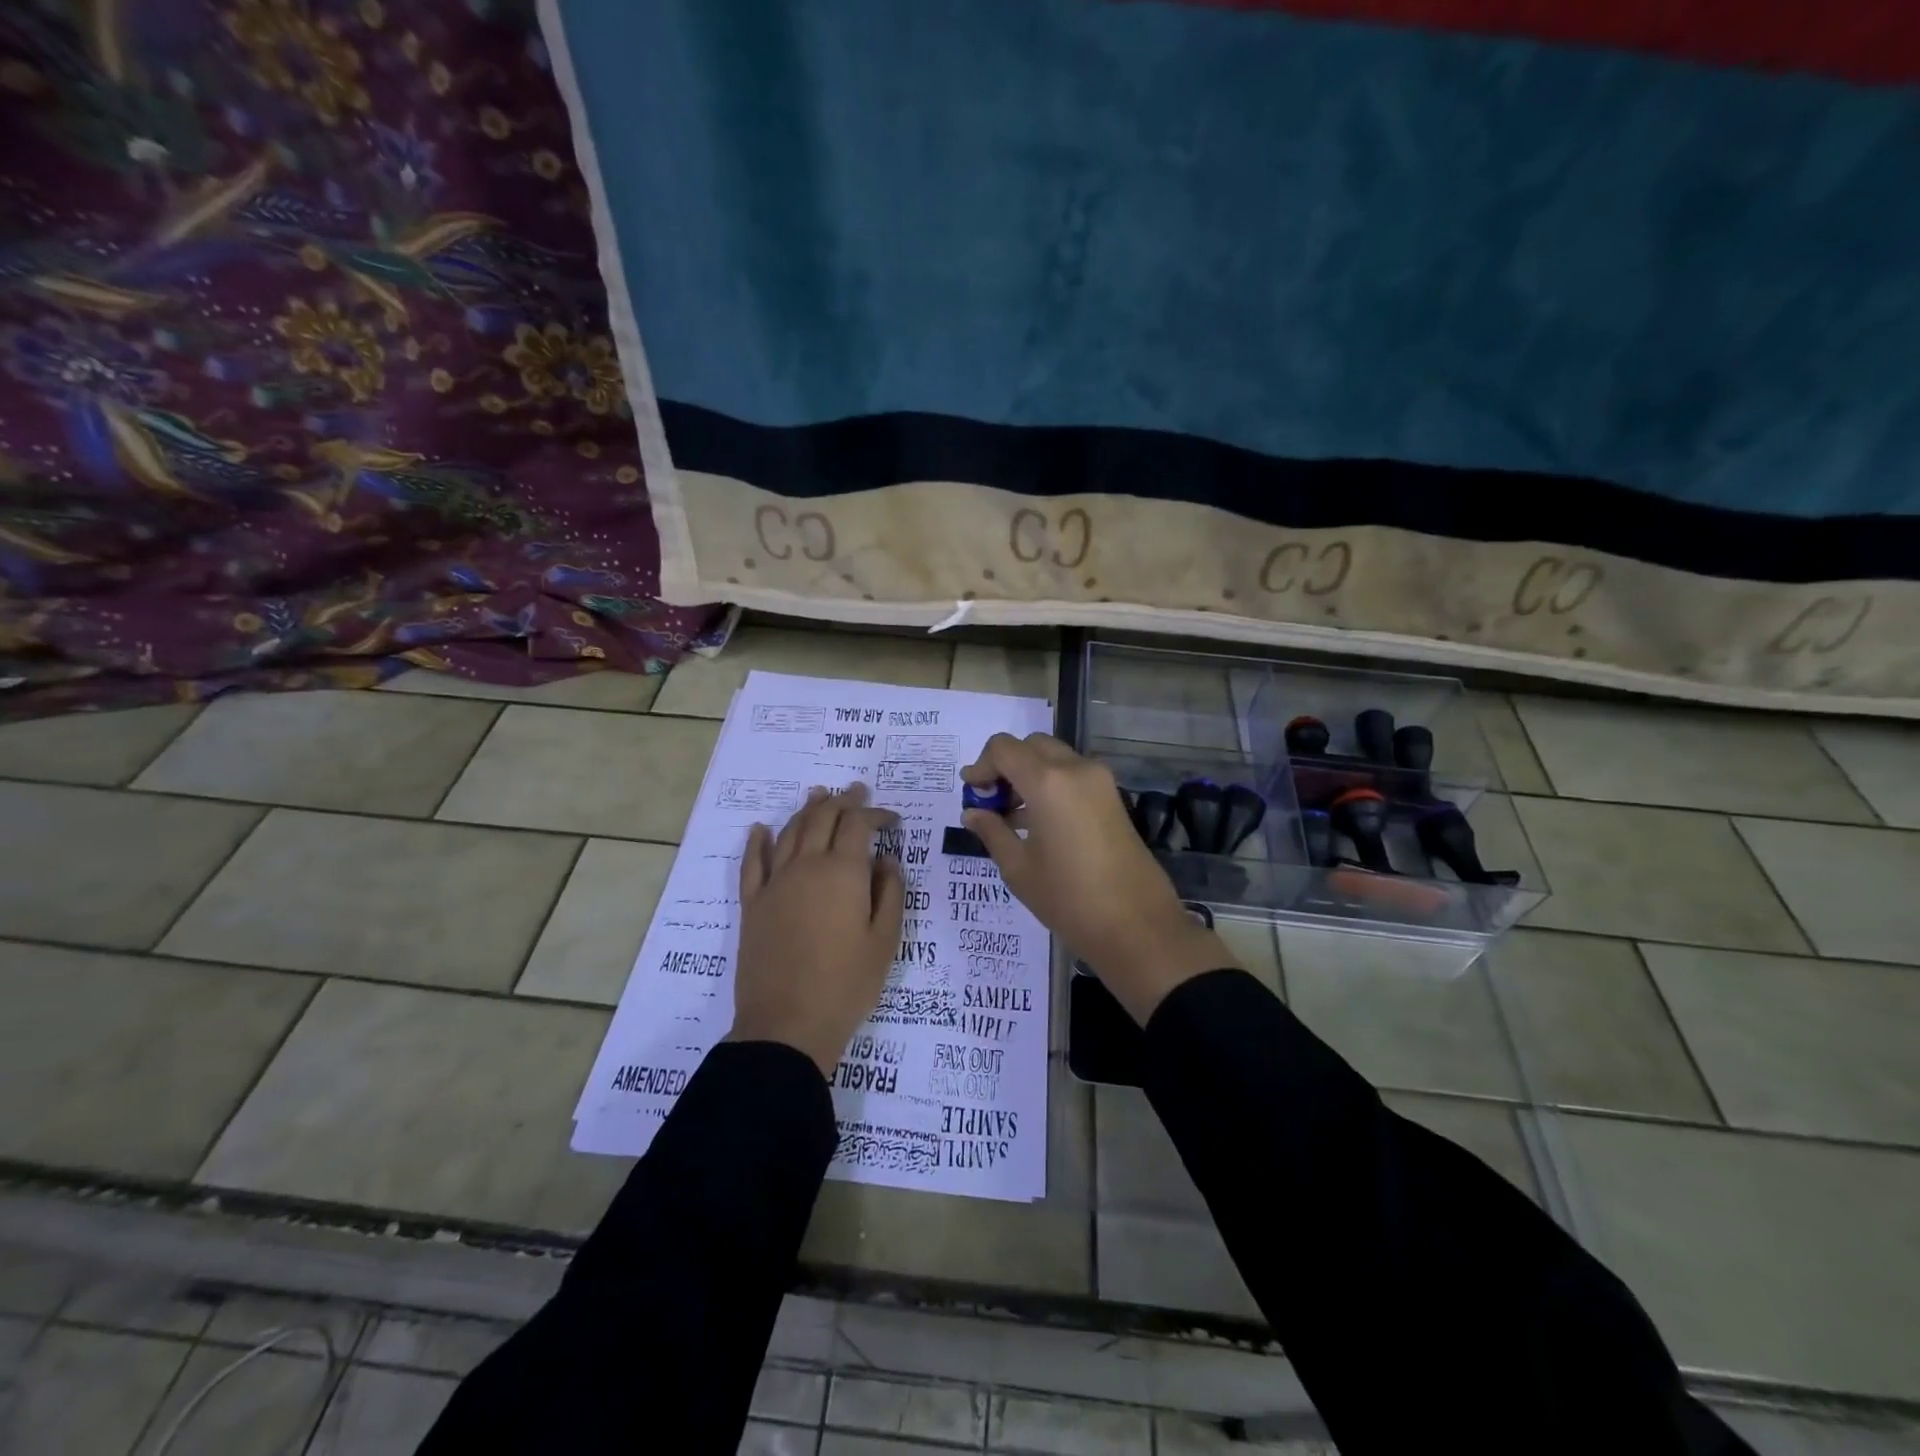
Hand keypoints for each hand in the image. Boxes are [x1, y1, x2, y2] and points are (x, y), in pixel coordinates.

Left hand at [728, 783, 905, 1076]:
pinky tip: (760, 830)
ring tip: (818, 796)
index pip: (859, 825)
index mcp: (843, 872)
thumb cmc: (847, 985)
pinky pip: (752, 863)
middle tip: (856, 791)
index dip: (876, 815)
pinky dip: (757, 842)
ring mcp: (774, 883)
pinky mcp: (752, 904)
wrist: (787, 1024)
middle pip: (822, 819)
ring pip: (790, 832)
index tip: (892, 820)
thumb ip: (890, 893)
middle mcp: (806, 866)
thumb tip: (886, 862)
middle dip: (843, 801)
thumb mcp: (885, 941)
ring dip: (806, 810)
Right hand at [961, 733, 1232, 1022]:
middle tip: (991, 801)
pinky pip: (1073, 775)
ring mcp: (1100, 781)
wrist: (1136, 926)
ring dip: (1029, 774)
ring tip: (1011, 816)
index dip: (981, 766)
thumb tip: (973, 812)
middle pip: (1031, 746)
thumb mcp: (1018, 868)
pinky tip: (1039, 822)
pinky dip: (1051, 784)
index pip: (1003, 748)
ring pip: (1054, 757)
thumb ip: (992, 831)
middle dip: (1006, 766)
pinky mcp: (1113, 797)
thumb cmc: (1068, 898)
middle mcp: (1076, 769)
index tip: (972, 794)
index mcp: (1048, 781)